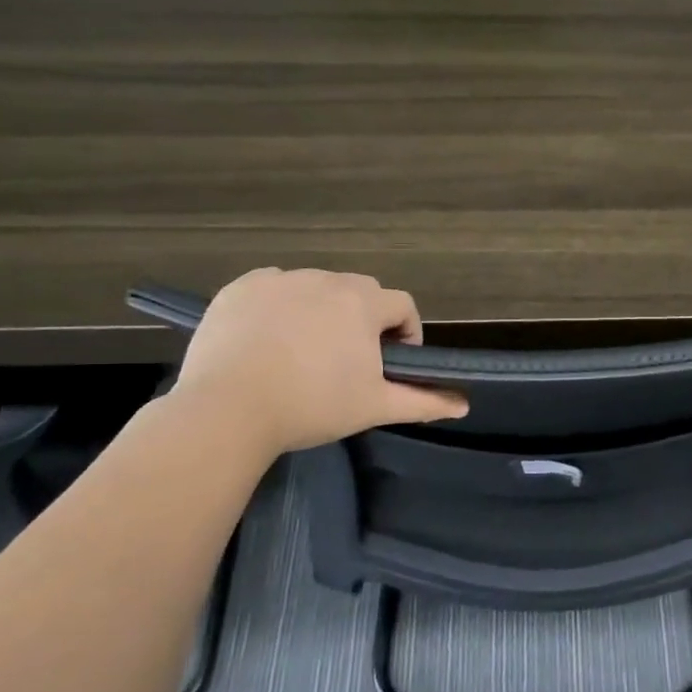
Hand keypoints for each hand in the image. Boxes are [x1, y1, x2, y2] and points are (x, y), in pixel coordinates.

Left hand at [168, 268, 467, 459]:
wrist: (227, 411)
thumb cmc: (311, 406)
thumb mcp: (374, 407)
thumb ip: (423, 401)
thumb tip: (464, 405)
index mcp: (362, 303)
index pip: (402, 305)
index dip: (405, 332)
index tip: (391, 363)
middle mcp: (325, 279)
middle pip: (360, 292)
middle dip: (364, 320)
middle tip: (348, 361)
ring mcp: (280, 279)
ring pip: (316, 288)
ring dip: (322, 311)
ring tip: (305, 352)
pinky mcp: (240, 288)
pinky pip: (273, 287)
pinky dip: (279, 306)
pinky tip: (268, 339)